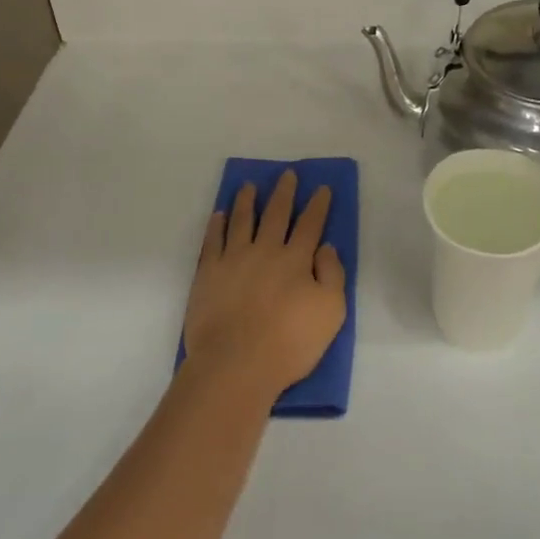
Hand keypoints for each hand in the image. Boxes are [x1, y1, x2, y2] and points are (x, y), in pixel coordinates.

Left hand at [183, 171, 347, 403]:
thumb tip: (325, 247)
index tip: (322, 188)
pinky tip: (220, 215)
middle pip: (276, 214)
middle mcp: (265, 251)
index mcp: (296, 260)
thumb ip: (332, 275)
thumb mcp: (331, 313)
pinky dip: (217, 224)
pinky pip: (212, 240)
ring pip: (242, 220)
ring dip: (247, 200)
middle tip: (287, 174)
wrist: (236, 363)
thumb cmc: (289, 343)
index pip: (310, 225)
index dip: (318, 205)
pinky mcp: (207, 272)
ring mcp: (233, 259)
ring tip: (249, 185)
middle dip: (284, 192)